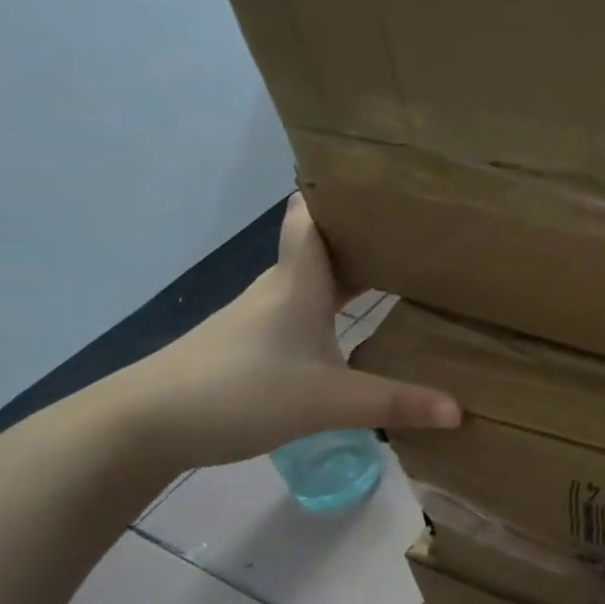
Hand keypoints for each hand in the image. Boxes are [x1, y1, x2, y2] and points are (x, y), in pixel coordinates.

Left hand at [105, 194, 458, 472]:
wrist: (144, 425)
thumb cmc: (243, 390)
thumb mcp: (330, 401)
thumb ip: (396, 404)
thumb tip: (461, 411)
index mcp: (299, 282)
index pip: (312, 217)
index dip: (337, 193)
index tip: (373, 178)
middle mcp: (278, 290)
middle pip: (319, 248)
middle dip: (360, 236)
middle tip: (409, 231)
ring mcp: (256, 318)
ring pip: (307, 281)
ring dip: (342, 273)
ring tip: (389, 272)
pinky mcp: (244, 346)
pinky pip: (296, 312)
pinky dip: (325, 308)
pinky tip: (342, 330)